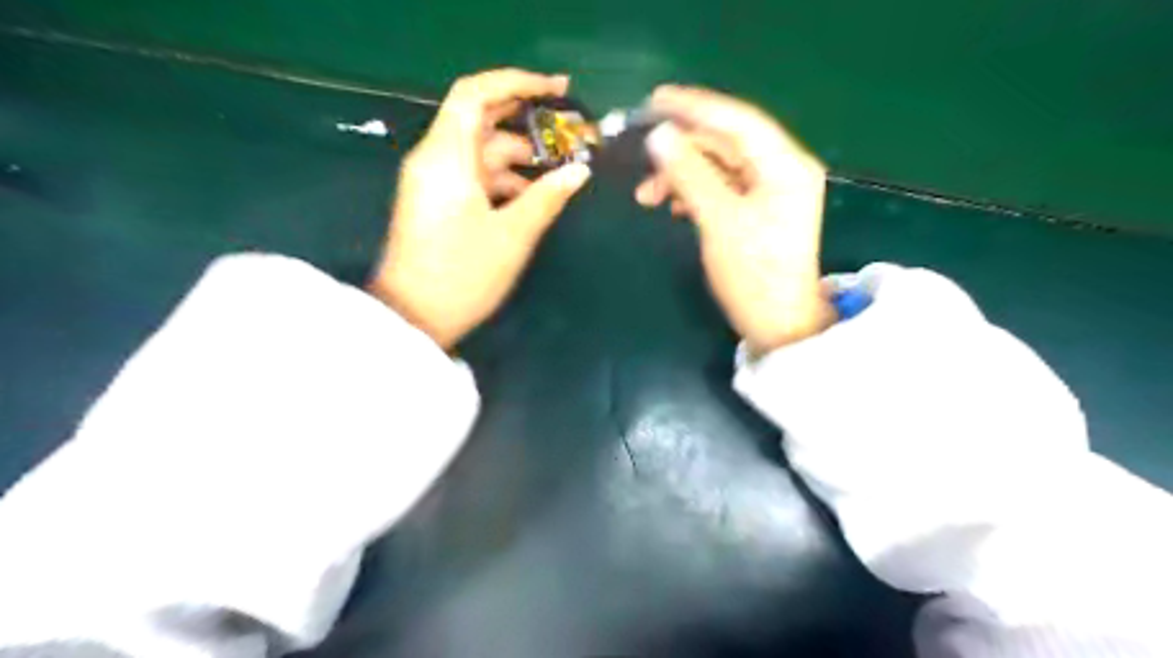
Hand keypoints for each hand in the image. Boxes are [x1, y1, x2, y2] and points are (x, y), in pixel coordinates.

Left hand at [370, 68, 591, 349]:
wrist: (413, 317)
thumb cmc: (463, 275)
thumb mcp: (513, 236)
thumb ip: (548, 197)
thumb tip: (580, 170)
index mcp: (447, 157)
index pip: (475, 94)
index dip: (516, 82)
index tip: (557, 89)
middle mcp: (436, 159)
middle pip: (481, 120)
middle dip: (526, 121)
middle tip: (569, 128)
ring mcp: (435, 182)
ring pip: (482, 153)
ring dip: (520, 158)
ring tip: (562, 171)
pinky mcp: (439, 202)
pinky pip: (476, 177)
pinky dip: (505, 180)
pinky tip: (534, 197)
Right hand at [640, 88, 833, 356]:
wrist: (778, 324)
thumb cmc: (753, 275)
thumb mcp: (719, 221)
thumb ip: (689, 174)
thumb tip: (659, 136)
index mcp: (784, 165)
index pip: (736, 120)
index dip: (694, 107)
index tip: (653, 99)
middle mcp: (781, 170)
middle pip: (725, 143)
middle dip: (681, 151)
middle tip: (640, 158)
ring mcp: (770, 191)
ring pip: (718, 167)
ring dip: (682, 175)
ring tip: (647, 197)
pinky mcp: (758, 210)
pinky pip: (721, 188)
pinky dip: (694, 192)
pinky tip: (671, 205)